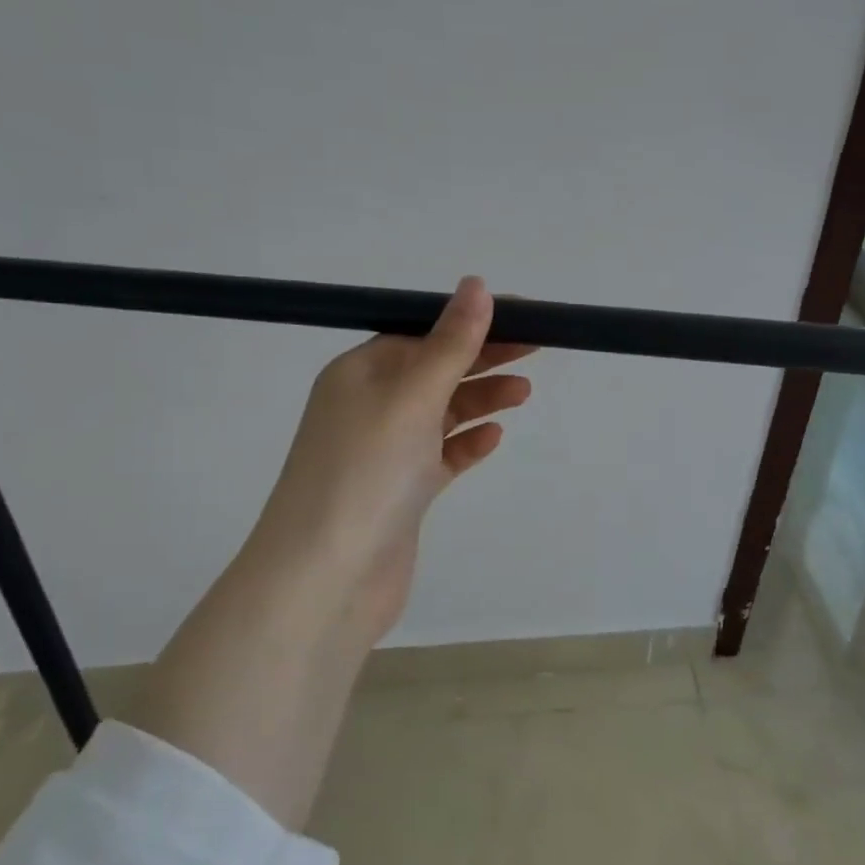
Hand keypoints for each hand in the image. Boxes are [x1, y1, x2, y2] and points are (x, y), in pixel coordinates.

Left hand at [250, 276, 534, 643]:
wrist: (327, 580)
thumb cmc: (366, 473)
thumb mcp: (411, 397)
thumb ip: (450, 343)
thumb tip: (477, 284)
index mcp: (360, 373)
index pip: (422, 334)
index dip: (471, 323)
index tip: (523, 317)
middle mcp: (368, 407)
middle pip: (435, 370)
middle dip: (483, 357)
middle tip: (537, 348)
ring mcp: (385, 452)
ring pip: (441, 413)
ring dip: (481, 399)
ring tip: (524, 394)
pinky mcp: (401, 493)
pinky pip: (440, 456)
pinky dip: (466, 443)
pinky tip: (493, 438)